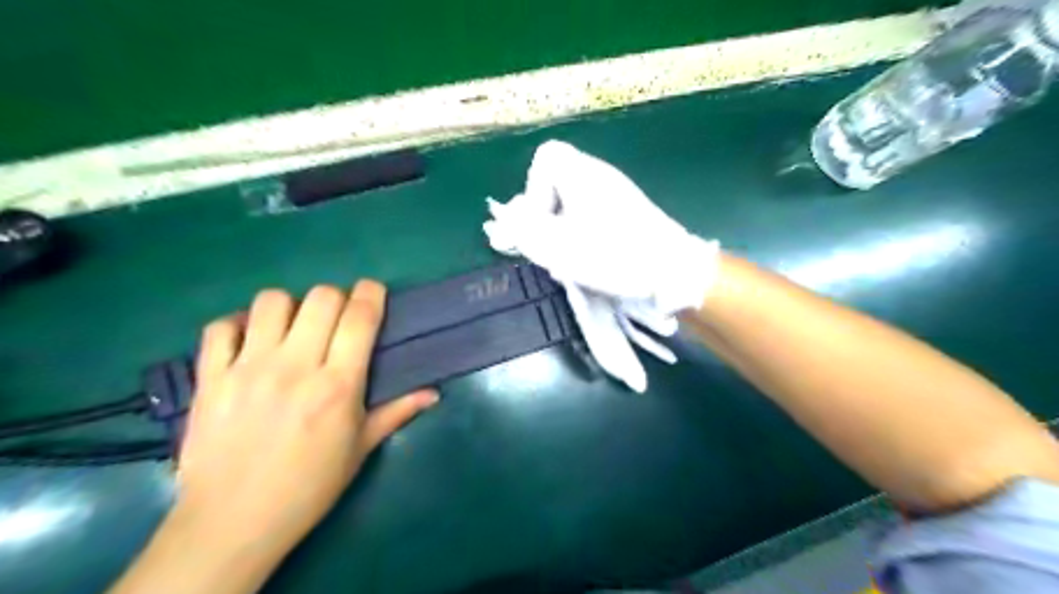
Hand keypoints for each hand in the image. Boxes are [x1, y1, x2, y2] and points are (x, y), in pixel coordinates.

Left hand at [173, 280, 438, 558]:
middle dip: (336, 297)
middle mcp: (295, 367)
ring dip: (291, 307)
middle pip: (321, 298)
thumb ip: (397, 412)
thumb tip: (434, 393)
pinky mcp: (210, 378)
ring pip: (272, 302)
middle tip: (336, 318)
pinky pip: (221, 327)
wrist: (233, 523)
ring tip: (293, 328)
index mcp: (337, 385)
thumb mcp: (361, 449)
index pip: (359, 317)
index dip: (371, 293)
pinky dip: (238, 325)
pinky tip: (250, 341)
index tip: (373, 291)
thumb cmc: (309, 486)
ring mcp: (248, 369)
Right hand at [485, 139, 720, 314]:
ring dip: (562, 231)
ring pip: (572, 203)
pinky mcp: (627, 215)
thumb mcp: (559, 246)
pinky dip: (581, 235)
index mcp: (583, 174)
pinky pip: (590, 216)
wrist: (673, 272)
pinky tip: (590, 260)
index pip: (546, 157)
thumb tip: (505, 218)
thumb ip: (525, 230)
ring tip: (570, 259)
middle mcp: (600, 177)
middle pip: (557, 183)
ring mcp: (616, 195)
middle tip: (551, 246)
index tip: (541, 220)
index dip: (533, 188)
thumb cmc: (614, 255)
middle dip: (545, 216)